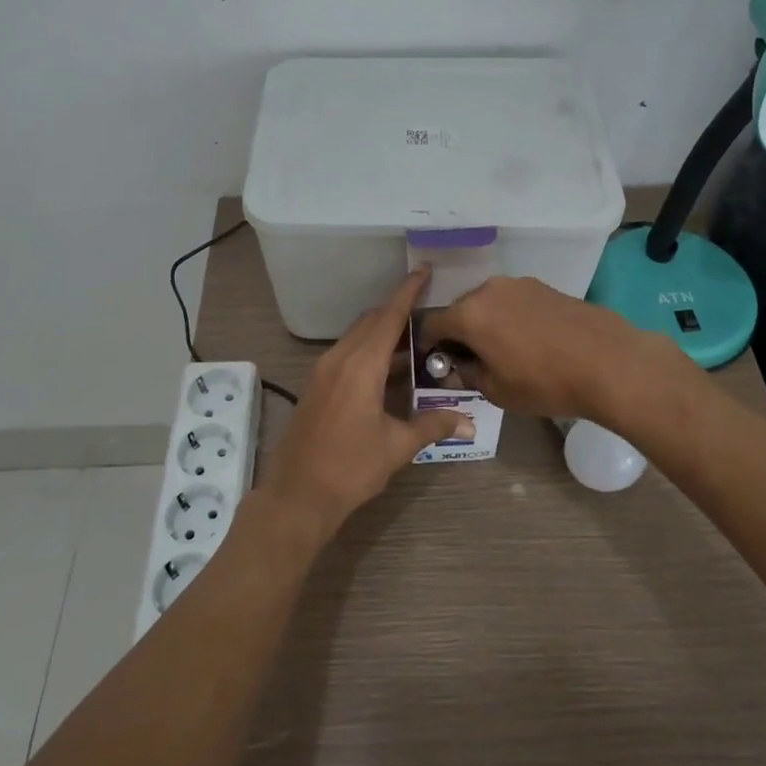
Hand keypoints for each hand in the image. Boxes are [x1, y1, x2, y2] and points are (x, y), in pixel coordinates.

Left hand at [259, 267, 472, 541]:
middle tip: (428, 313)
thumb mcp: (397, 446)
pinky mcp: (315, 385)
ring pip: (356, 337)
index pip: (389, 317)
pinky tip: (386, 370)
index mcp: (361, 366)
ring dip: (382, 332)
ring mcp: (322, 371)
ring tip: (413, 342)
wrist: (297, 496)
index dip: (408, 291)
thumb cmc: (350, 468)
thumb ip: (432, 426)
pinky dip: (368, 349)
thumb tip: (467, 421)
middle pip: (371, 321)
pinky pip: (345, 353)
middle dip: (397, 311)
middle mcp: (339, 359)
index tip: (423, 269)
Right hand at [421, 276, 686, 424]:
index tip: (433, 362)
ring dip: (486, 324)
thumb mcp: (498, 390)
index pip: (431, 325)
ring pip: (488, 304)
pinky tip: (529, 341)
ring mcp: (519, 284)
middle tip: (470, 361)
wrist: (609, 362)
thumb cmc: (546, 382)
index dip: (426, 345)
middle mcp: (488, 290)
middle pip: (459, 310)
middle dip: (458, 334)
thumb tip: (456, 368)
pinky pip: (513, 302)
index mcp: (469, 314)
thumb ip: (468, 375)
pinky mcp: (544, 286)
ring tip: (503, 351)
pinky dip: (510, 318)